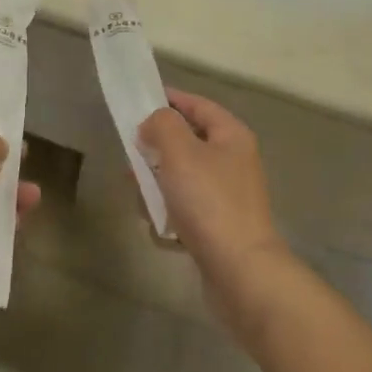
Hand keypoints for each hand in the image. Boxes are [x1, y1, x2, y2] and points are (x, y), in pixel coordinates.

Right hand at [139, 90, 290, 340]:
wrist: (240, 272)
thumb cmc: (209, 201)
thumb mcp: (180, 151)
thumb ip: (161, 125)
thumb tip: (153, 122)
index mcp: (231, 136)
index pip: (197, 105)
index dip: (169, 98)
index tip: (137, 100)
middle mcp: (233, 162)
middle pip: (186, 142)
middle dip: (156, 150)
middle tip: (131, 157)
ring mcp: (226, 197)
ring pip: (181, 178)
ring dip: (157, 186)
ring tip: (141, 198)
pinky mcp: (218, 227)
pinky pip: (185, 211)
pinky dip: (169, 217)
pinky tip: (160, 230)